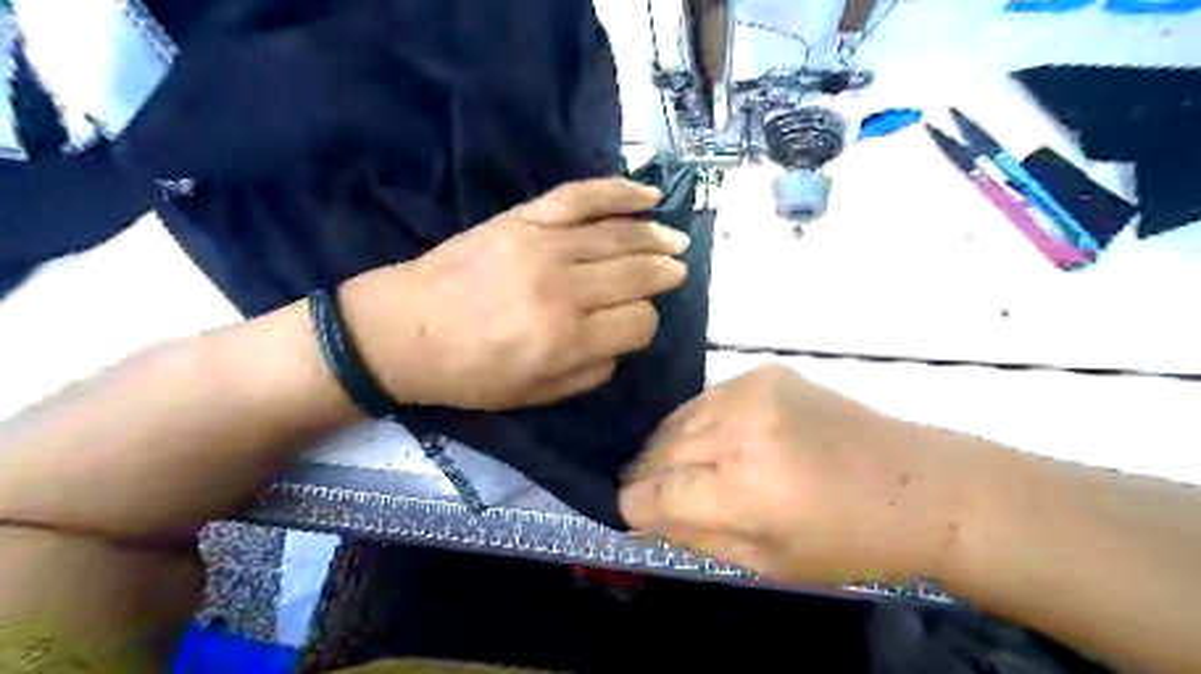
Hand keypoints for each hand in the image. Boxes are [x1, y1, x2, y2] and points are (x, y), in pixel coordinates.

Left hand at [342, 178, 688, 407]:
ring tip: (677, 241)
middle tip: (678, 272)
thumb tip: (622, 340)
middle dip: (665, 275)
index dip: (646, 324)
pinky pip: (582, 196)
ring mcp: (544, 244)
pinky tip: (649, 195)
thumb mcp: (534, 395)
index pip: (638, 322)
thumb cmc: (469, 373)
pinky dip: (620, 191)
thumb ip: (591, 372)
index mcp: (566, 339)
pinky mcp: (524, 218)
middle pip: (637, 275)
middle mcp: (563, 287)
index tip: (637, 324)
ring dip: (656, 238)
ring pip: (620, 235)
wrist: (402, 330)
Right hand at [614, 364, 978, 582]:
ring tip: (675, 465)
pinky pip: (708, 398)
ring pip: (679, 419)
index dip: (634, 505)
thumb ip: (695, 536)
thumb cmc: (847, 542)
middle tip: (647, 489)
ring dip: (668, 445)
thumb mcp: (767, 563)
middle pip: (661, 451)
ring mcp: (752, 392)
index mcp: (742, 490)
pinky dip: (698, 420)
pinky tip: (711, 438)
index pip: (654, 493)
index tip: (630, 511)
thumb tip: (644, 517)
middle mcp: (739, 431)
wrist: (918, 485)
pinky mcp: (765, 372)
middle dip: (647, 475)